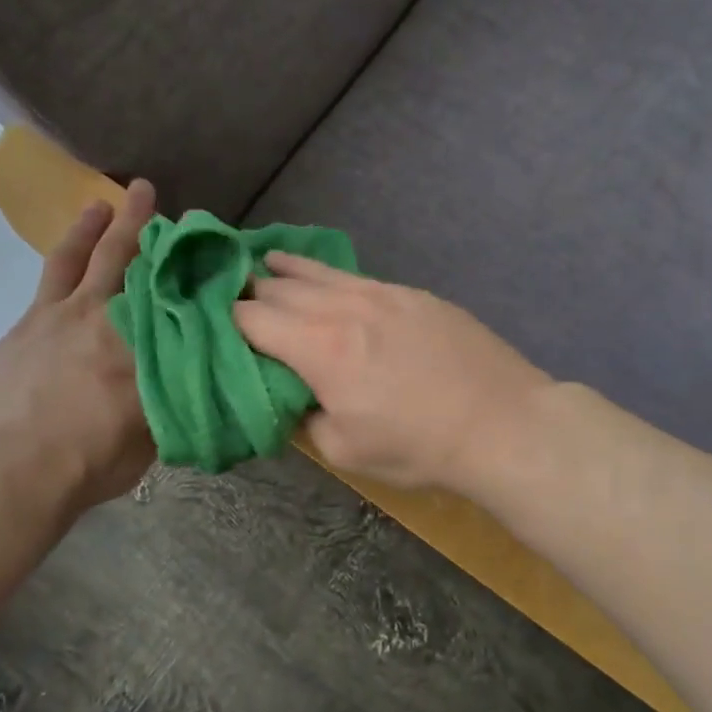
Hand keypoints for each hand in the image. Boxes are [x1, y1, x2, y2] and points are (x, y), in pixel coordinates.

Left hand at [0, 179, 156, 514]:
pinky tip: (66, 257)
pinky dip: (62, 260)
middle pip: (127, 260)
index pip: (172, 294)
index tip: (199, 246)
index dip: (185, 267)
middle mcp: (107, 316)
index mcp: (144, 343)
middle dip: (140, 223)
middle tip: (146, 190)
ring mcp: (60, 315)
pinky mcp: (26, 325)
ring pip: (80, 258)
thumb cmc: (93, 458)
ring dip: (93, 227)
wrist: (15, 466)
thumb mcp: (154, 434)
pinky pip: (47, 281)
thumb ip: (170, 397)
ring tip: (102, 202)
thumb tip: (187, 377)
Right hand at [233, 252, 551, 491]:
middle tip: (227, 296)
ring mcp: (380, 293)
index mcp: (318, 347)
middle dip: (248, 292)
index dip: (224, 320)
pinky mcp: (411, 293)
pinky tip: (319, 274)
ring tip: (260, 262)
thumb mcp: (345, 449)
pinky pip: (354, 276)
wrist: (502, 423)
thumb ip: (305, 417)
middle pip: (279, 288)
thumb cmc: (418, 445)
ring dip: (283, 270)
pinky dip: (325, 274)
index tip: (209, 324)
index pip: (252, 319)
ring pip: (317, 272)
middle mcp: (342, 307)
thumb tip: (294, 396)